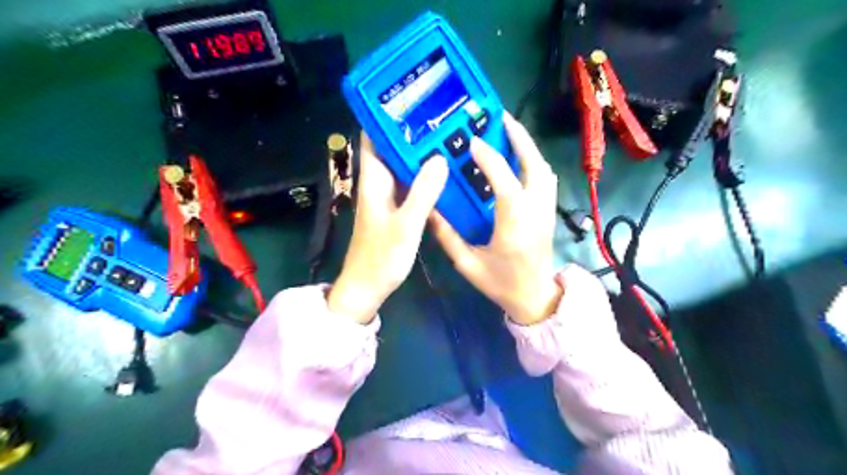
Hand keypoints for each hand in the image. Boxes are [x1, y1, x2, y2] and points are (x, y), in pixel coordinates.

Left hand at [329, 134, 453, 325]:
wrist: (368, 287)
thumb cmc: (381, 257)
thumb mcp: (406, 224)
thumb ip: (423, 192)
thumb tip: (440, 158)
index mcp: (373, 180)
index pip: (373, 138)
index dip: (386, 117)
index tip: (411, 100)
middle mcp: (378, 183)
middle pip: (392, 149)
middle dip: (412, 133)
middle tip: (442, 117)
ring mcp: (388, 197)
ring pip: (403, 167)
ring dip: (420, 154)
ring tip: (447, 138)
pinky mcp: (396, 210)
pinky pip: (411, 186)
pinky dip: (424, 176)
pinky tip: (444, 173)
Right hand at [431, 113, 561, 323]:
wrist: (535, 298)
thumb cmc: (501, 284)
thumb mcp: (468, 264)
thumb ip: (448, 236)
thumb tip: (430, 210)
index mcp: (515, 223)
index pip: (505, 180)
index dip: (490, 157)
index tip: (473, 140)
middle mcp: (536, 210)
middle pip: (535, 164)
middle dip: (519, 137)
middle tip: (500, 118)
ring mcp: (547, 210)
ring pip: (543, 169)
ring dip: (528, 147)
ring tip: (508, 132)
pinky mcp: (549, 212)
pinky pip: (545, 178)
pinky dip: (533, 161)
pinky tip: (519, 158)